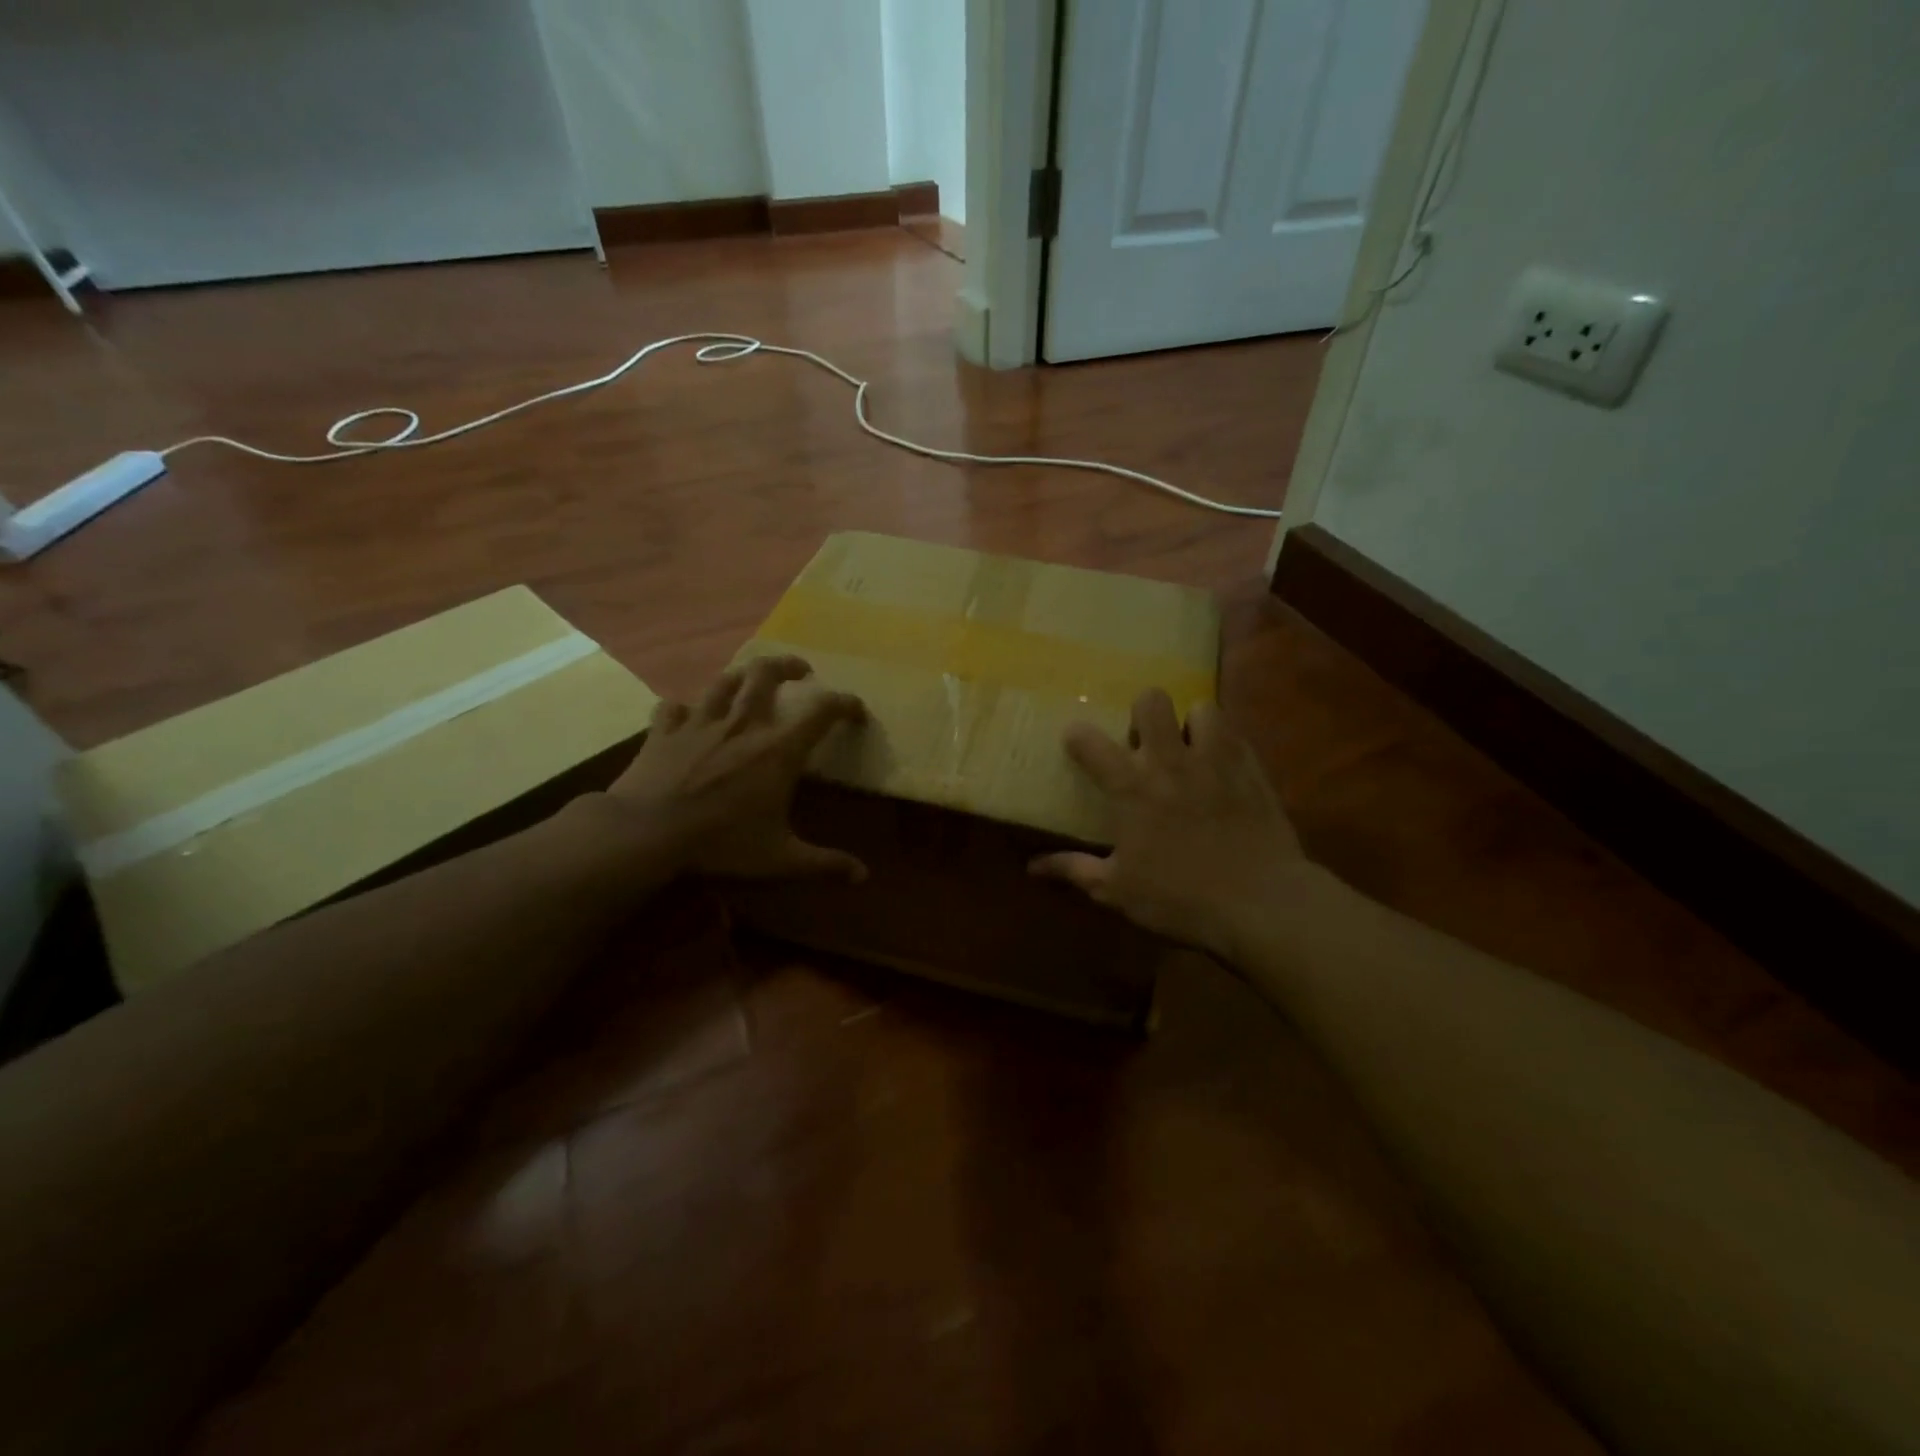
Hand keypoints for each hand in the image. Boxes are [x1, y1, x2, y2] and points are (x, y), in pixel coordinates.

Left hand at [607, 655, 867, 880]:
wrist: (646, 833)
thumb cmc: (720, 843)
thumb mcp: (779, 859)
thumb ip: (824, 864)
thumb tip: (864, 876)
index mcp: (778, 749)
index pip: (821, 711)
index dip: (844, 703)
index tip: (855, 711)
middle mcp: (743, 724)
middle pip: (766, 673)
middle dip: (787, 665)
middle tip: (800, 671)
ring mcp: (700, 722)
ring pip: (724, 681)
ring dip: (742, 676)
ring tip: (750, 681)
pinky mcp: (664, 730)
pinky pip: (673, 706)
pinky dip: (683, 708)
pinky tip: (685, 715)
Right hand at [1030, 689, 1309, 960]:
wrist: (1261, 904)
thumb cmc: (1179, 898)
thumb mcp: (1117, 890)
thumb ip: (1073, 870)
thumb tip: (1031, 867)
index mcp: (1131, 788)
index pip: (1089, 742)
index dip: (1077, 736)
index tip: (1076, 743)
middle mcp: (1170, 762)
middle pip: (1151, 702)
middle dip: (1142, 714)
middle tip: (1144, 746)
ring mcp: (1216, 761)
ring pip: (1202, 709)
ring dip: (1191, 725)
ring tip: (1190, 751)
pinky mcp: (1252, 771)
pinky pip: (1237, 737)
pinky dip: (1225, 745)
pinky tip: (1222, 769)